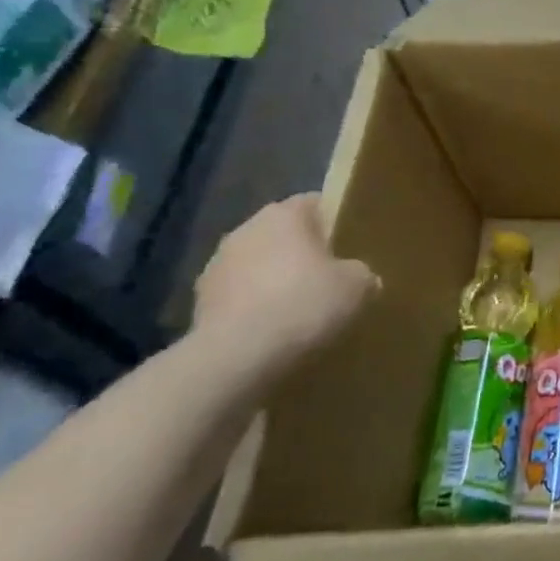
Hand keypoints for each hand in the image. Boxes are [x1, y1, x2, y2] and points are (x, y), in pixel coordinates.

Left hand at [192, 194, 377, 378]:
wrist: (236, 357)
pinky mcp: (198, 302)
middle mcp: (246, 229)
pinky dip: (254, 307)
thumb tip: (359, 276)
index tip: (350, 244)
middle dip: (303, 252)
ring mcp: (216, 265)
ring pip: (257, 265)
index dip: (335, 221)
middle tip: (329, 278)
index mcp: (284, 214)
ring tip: (299, 309)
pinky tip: (273, 331)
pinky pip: (239, 296)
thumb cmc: (303, 304)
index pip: (315, 203)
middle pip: (283, 234)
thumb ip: (361, 272)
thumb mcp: (357, 286)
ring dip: (274, 280)